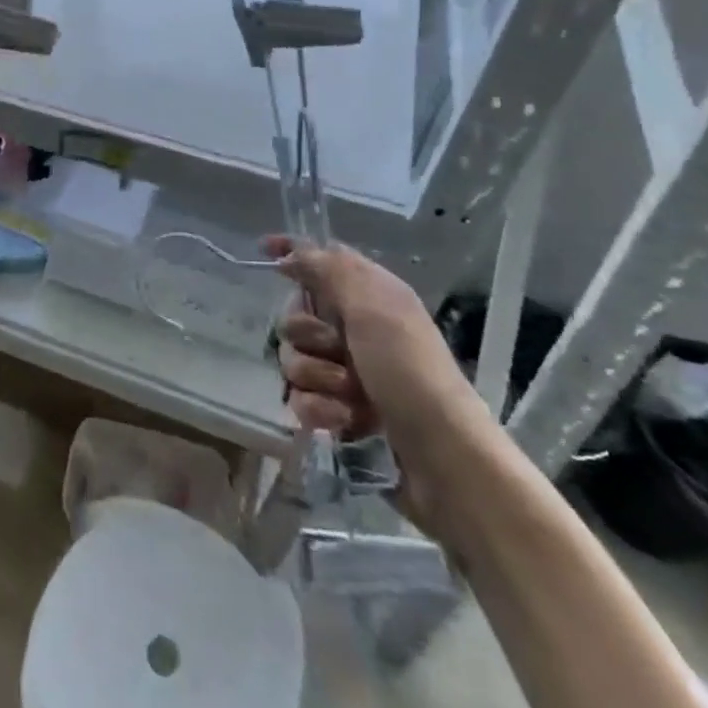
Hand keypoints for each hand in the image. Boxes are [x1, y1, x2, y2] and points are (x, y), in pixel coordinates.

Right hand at [268, 236, 500, 539]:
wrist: (442, 458)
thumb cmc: (410, 371)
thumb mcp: (372, 306)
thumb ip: (327, 269)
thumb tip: (289, 254)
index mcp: (369, 297)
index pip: (322, 259)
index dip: (293, 252)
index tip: (265, 249)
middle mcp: (355, 330)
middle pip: (295, 316)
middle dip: (307, 335)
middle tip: (337, 350)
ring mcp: (345, 374)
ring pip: (293, 360)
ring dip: (318, 377)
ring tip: (351, 396)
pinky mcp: (338, 413)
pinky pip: (300, 399)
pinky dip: (320, 409)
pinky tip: (345, 421)